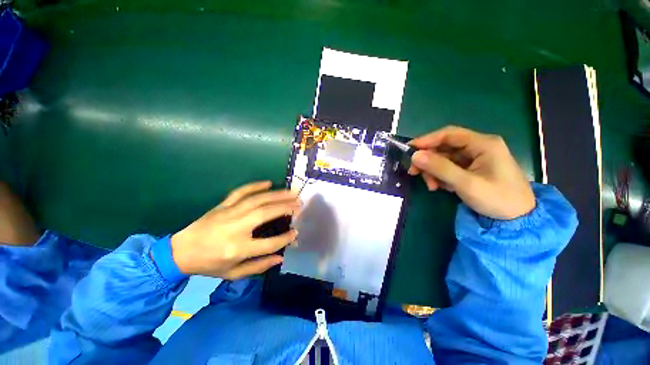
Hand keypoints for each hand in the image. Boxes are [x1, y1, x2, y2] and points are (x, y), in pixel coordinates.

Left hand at [170, 181, 299, 279]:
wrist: (180, 251)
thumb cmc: (208, 264)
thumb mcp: (232, 273)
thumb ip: (258, 267)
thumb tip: (280, 258)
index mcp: (238, 248)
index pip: (269, 243)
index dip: (285, 238)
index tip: (296, 232)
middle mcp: (236, 228)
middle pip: (266, 213)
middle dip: (286, 207)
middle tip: (300, 204)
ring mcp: (229, 213)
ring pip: (258, 200)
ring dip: (277, 195)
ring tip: (291, 192)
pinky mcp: (223, 205)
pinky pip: (241, 191)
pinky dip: (255, 185)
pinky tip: (268, 183)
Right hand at [408, 126, 534, 219]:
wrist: (518, 219)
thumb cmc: (497, 199)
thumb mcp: (466, 184)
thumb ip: (440, 168)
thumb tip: (415, 156)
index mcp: (483, 144)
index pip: (449, 134)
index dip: (427, 140)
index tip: (409, 150)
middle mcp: (478, 147)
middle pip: (444, 147)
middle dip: (428, 160)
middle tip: (414, 173)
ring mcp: (474, 158)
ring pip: (444, 159)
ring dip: (433, 171)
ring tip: (432, 186)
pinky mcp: (471, 169)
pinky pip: (448, 168)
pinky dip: (440, 177)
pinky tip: (441, 187)